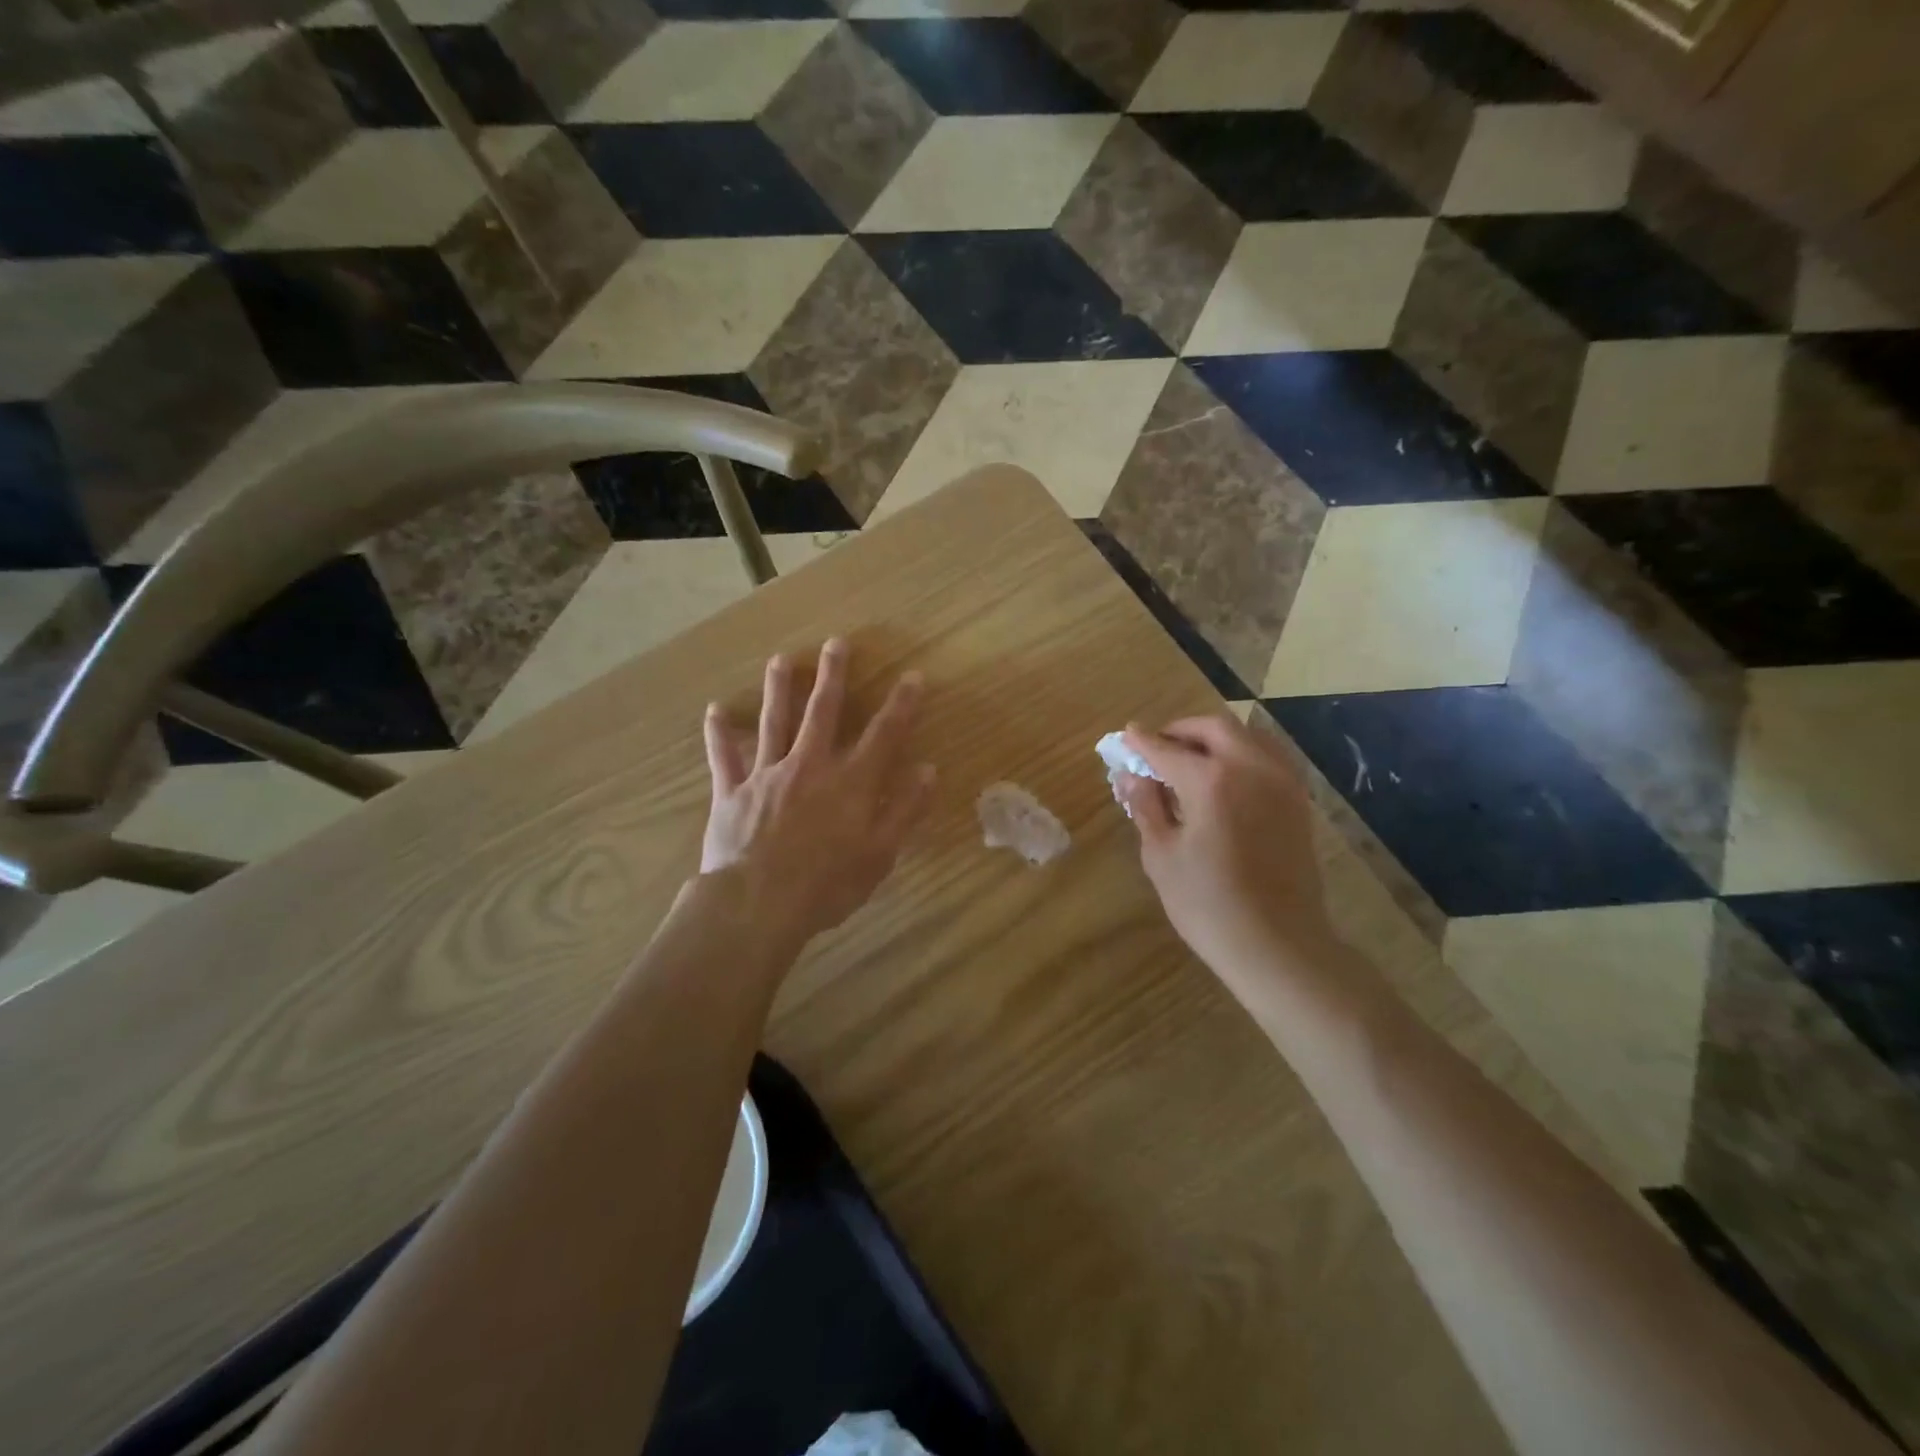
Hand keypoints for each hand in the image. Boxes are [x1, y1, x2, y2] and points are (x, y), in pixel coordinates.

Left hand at [701, 639, 934, 956]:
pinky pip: (725, 757)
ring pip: (774, 722)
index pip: (884, 734)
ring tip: (780, 660)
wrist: (757, 904)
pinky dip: (720, 734)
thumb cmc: (826, 885)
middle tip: (837, 643)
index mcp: (850, 783)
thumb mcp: (879, 855)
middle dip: (832, 676)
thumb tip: (928, 771)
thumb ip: (904, 810)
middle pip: (823, 712)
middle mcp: (810, 766)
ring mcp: (767, 775)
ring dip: (778, 688)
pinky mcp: (732, 791)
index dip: (901, 704)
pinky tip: (714, 710)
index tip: (913, 675)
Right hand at [1116, 715, 1337, 977]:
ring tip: (1189, 759)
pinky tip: (1223, 778)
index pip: (1167, 750)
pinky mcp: (1297, 801)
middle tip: (1157, 747)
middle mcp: (1251, 768)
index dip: (1142, 743)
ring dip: (1214, 739)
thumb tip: (1130, 777)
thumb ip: (1146, 807)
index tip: (1125, 736)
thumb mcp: (1162, 856)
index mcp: (1212, 781)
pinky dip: (1240, 754)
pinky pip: (1266, 758)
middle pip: (1214, 728)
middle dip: (1181, 731)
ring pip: (1247, 736)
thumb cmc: (1208, 905)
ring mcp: (1281, 782)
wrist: (1278, 945)